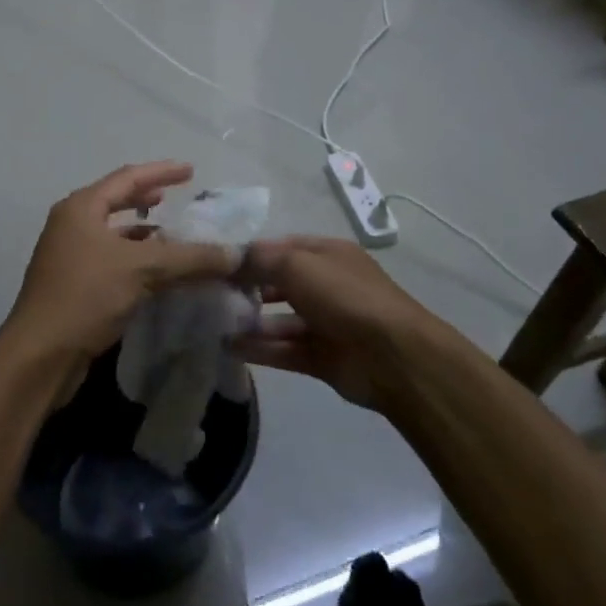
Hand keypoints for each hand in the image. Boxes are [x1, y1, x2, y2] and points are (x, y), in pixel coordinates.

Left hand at [2, 162, 238, 389]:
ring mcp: (70, 256)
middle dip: (148, 199)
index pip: (127, 178)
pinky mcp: (75, 286)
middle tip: (178, 198)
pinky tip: (159, 275)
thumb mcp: (142, 270)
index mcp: (81, 208)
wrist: (41, 355)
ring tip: (175, 238)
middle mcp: (72, 225)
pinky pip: (113, 262)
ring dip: (145, 234)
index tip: (191, 171)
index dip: (161, 172)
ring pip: (116, 235)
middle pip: (117, 202)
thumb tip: (235, 254)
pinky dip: (138, 261)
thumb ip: (189, 258)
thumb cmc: (86, 296)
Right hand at [231, 237, 436, 407]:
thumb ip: (261, 259)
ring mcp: (326, 324)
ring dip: (251, 322)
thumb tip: (231, 258)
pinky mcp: (323, 358)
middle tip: (212, 295)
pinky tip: (230, 348)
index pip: (283, 248)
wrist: (393, 357)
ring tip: (215, 324)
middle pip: (280, 284)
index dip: (252, 254)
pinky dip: (260, 349)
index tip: (218, 263)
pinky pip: (285, 350)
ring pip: (281, 320)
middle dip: (249, 288)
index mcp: (328, 255)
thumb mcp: (297, 264)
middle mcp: (327, 286)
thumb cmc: (344, 296)